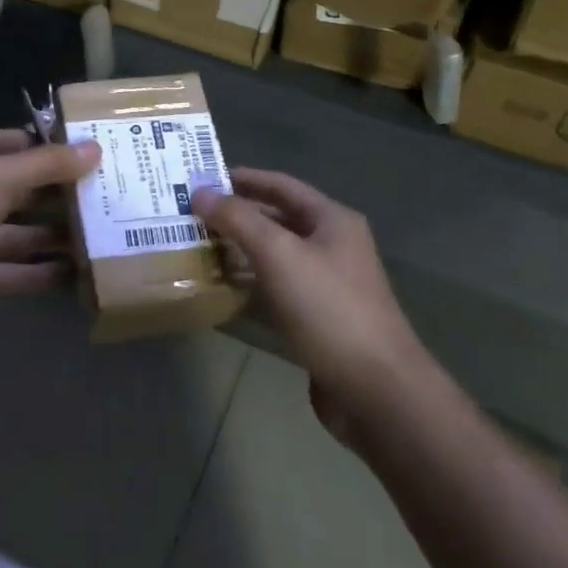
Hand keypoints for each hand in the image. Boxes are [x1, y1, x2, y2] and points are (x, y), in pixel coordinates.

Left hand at [0, 128, 100, 331]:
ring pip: (21, 236)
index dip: (42, 144)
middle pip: (20, 191)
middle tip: (107, 195)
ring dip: (55, 236)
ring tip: (102, 235)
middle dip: (58, 193)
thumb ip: (46, 165)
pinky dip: (43, 275)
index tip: (84, 149)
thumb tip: (95, 149)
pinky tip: (79, 274)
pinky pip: (15, 274)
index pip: (8, 143)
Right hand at [192, 169, 419, 438]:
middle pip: (277, 219)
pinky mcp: (318, 319)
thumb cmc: (329, 309)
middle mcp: (332, 246)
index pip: (281, 185)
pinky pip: (277, 288)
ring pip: (275, 255)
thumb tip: (200, 191)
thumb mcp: (279, 254)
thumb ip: (238, 219)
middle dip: (236, 215)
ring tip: (197, 246)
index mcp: (332, 220)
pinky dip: (250, 282)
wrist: (376, 391)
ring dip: (239, 249)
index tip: (202, 177)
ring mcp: (327, 284)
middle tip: (191, 213)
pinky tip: (221, 286)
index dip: (242, 178)